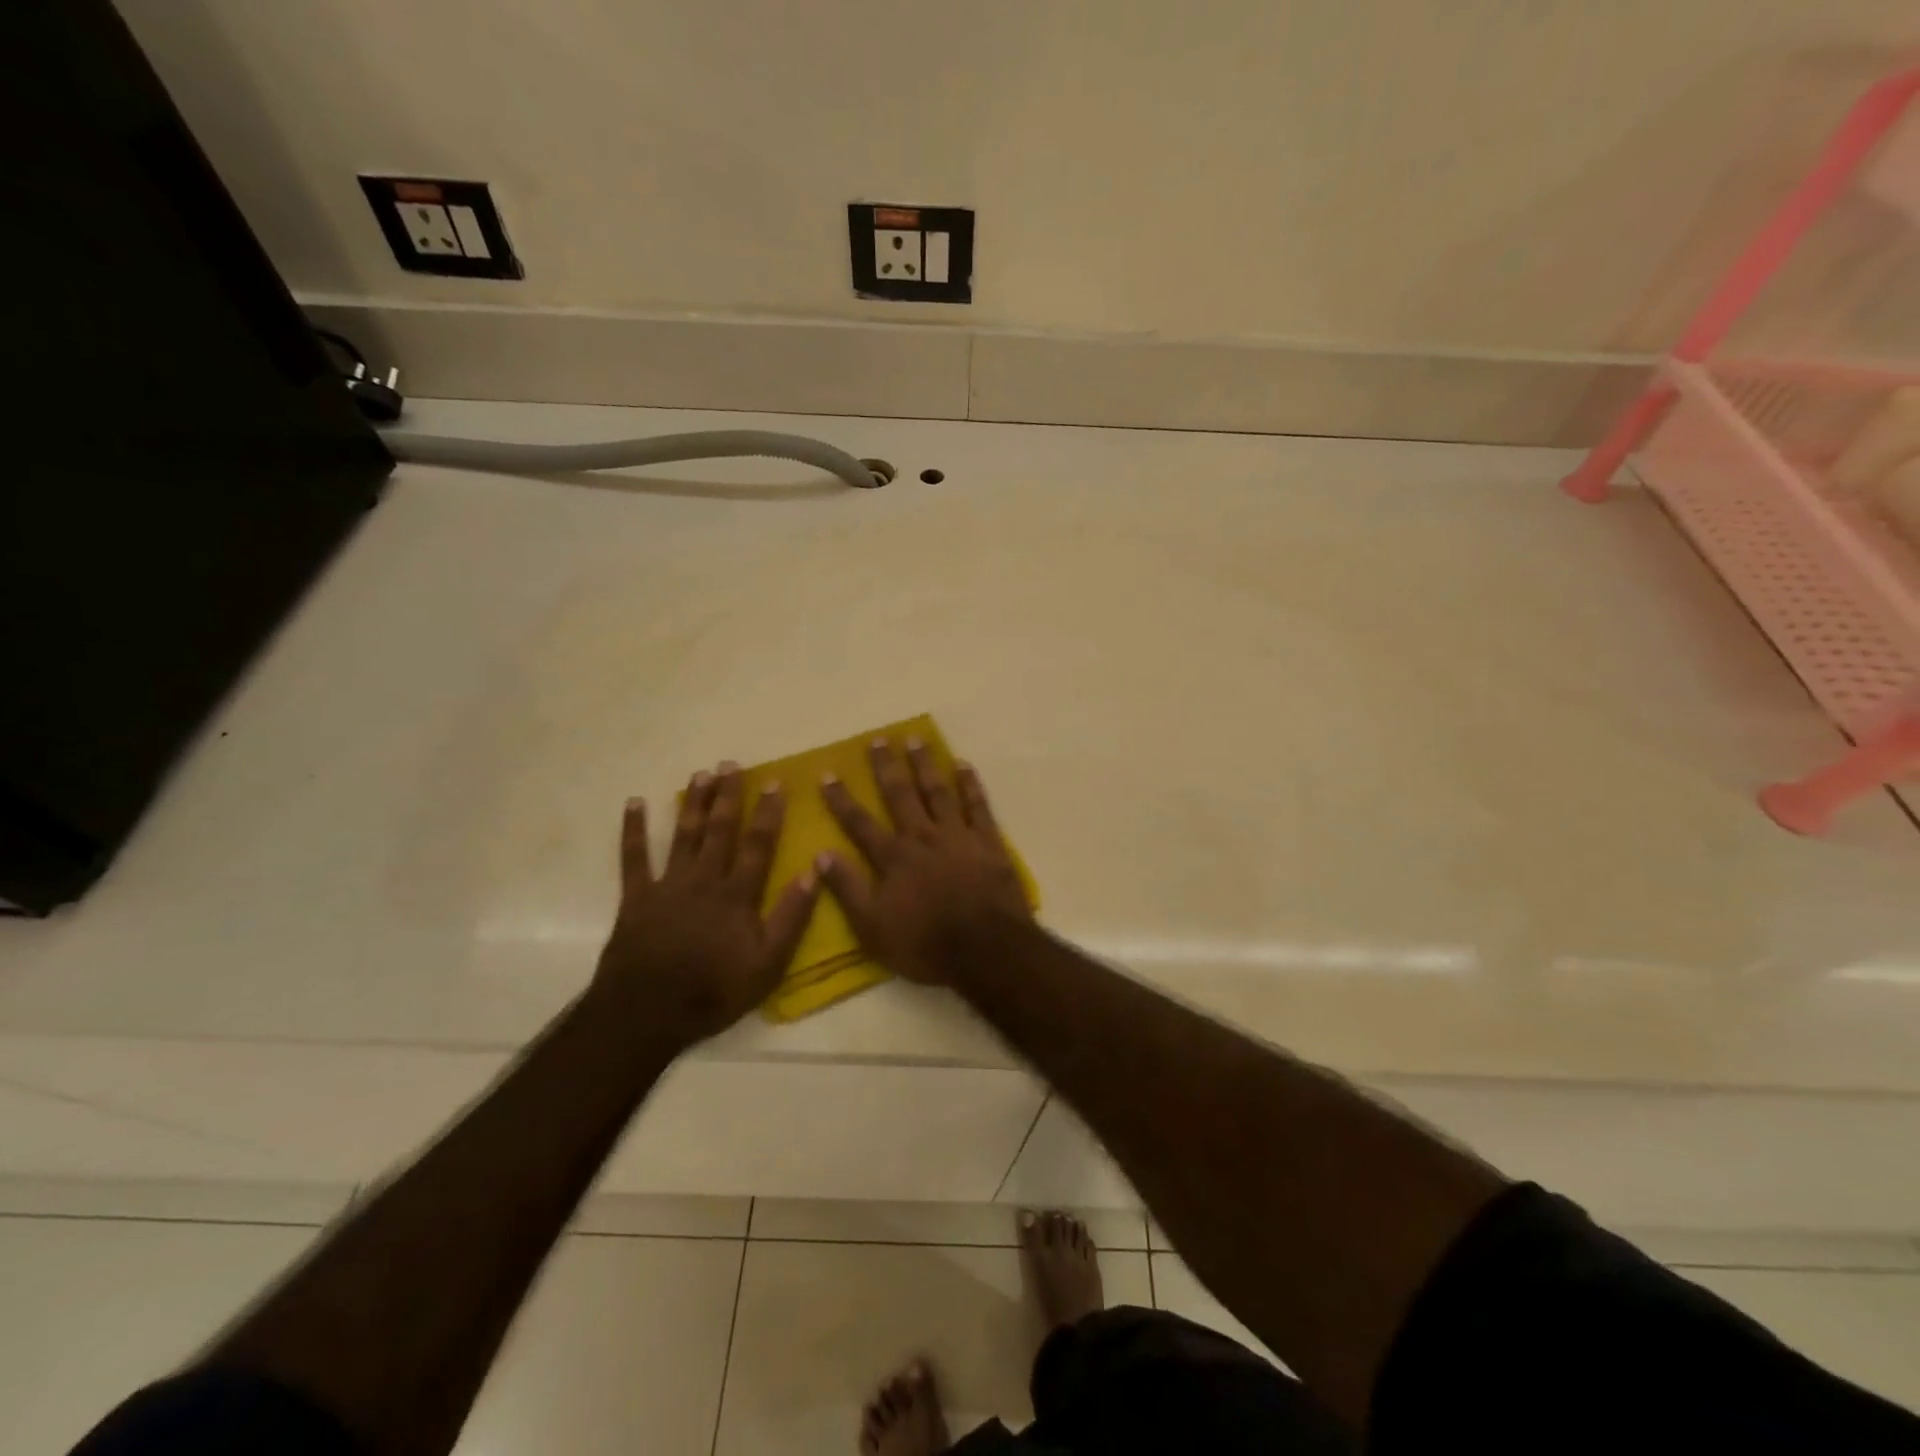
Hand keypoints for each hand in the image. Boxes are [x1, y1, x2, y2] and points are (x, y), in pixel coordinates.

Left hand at [592, 765, 818, 1049]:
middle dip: (728, 796)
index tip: (774, 782)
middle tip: (731, 764)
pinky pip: (634, 857)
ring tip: (700, 774)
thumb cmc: (714, 991)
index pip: (758, 844)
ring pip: (683, 835)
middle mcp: (704, 880)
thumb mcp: (768, 964)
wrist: (646, 1013)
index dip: (768, 812)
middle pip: (719, 830)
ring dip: (692, 802)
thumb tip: (814, 871)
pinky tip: (635, 802)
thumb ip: (791, 916)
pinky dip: (634, 830)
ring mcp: (668, 885)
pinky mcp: (637, 897)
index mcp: (737, 894)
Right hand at [817, 738, 1032, 984]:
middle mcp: (923, 837)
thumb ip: (848, 889)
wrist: (986, 948)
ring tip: (915, 739)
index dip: (842, 799)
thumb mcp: (873, 927)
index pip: (860, 823)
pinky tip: (963, 765)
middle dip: (886, 767)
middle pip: (900, 795)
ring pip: (937, 791)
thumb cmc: (925, 943)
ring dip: (925, 764)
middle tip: (878, 739)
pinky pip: (978, 805)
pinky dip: (970, 784)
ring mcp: (958, 836)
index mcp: (894, 858)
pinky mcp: (988, 842)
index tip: (827, 773)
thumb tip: (820, 854)